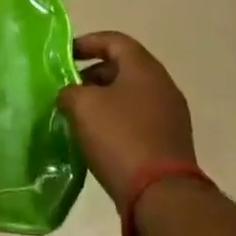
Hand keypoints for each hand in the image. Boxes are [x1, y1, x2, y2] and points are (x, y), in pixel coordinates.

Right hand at [58, 32, 196, 210]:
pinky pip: (138, 119)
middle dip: (93, 74)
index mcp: (144, 68)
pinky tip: (98, 138)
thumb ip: (70, 91)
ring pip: (131, 95)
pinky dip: (117, 120)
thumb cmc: (120, 138)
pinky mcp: (170, 141)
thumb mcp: (82, 106)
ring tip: (79, 115)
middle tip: (69, 88)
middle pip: (124, 68)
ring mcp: (170, 115)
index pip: (114, 41)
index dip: (87, 43)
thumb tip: (71, 95)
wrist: (162, 194)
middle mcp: (162, 85)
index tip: (64, 55)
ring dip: (104, 99)